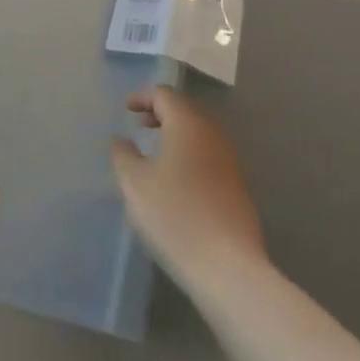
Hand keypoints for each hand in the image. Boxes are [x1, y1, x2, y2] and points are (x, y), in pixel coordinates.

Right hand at [110, 87, 265, 289]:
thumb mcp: (135, 183)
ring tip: (155, 151)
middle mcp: (213, 135)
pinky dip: (189, 153)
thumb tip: (122, 140)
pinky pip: (208, 155)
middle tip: (139, 124)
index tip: (126, 110)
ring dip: (176, 134)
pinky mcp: (237, 186)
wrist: (227, 265)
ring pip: (199, 133)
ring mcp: (229, 160)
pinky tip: (176, 178)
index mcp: (188, 125)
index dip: (143, 97)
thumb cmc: (174, 215)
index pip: (165, 95)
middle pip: (186, 110)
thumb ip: (123, 155)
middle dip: (161, 113)